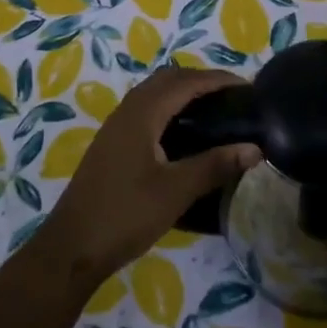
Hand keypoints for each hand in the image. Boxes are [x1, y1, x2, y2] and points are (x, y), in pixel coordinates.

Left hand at [42, 68, 260, 283]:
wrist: (71, 247)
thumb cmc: (125, 214)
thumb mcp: (176, 191)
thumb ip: (215, 165)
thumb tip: (255, 149)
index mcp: (142, 113)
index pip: (186, 82)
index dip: (217, 79)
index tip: (247, 87)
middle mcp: (128, 111)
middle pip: (168, 80)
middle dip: (201, 81)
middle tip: (232, 97)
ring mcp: (116, 127)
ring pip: (154, 94)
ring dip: (183, 93)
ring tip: (214, 111)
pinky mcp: (112, 145)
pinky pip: (146, 111)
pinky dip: (170, 109)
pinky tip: (183, 135)